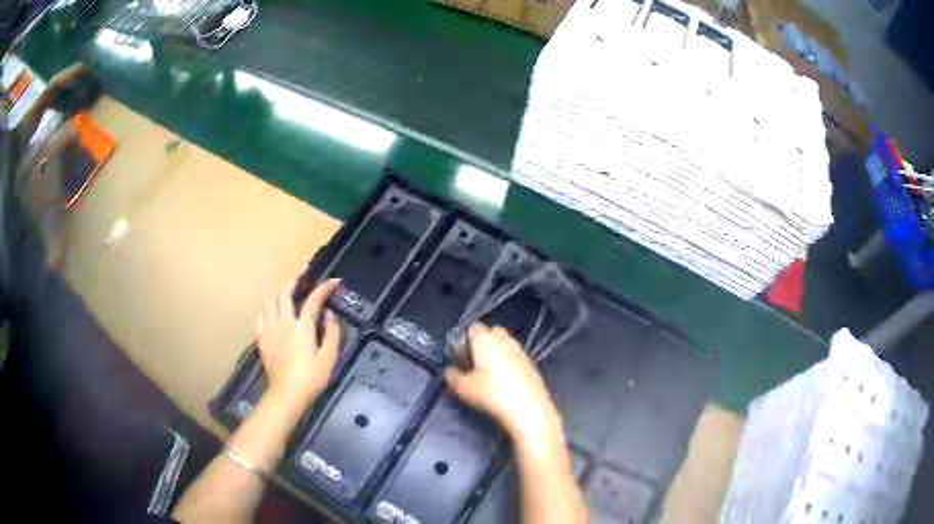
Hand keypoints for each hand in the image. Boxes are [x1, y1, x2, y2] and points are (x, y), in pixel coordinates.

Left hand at [257, 278, 341, 404]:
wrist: (286, 394)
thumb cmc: (311, 378)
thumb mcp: (329, 359)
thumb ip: (332, 335)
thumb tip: (330, 316)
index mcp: (302, 327)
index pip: (314, 300)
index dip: (324, 288)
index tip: (334, 281)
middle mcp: (284, 322)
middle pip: (285, 294)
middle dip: (294, 283)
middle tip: (302, 281)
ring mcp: (270, 329)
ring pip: (270, 301)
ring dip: (279, 294)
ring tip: (285, 295)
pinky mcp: (261, 338)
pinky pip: (260, 315)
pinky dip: (267, 307)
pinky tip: (271, 310)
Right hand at [444, 324, 560, 440]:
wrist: (528, 408)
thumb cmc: (492, 394)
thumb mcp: (463, 388)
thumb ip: (452, 376)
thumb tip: (449, 370)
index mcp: (486, 339)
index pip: (473, 328)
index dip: (464, 340)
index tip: (460, 356)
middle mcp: (504, 340)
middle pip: (492, 332)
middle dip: (483, 343)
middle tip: (474, 363)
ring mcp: (521, 351)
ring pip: (505, 344)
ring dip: (497, 353)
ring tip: (489, 374)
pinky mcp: (532, 364)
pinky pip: (515, 357)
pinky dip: (509, 364)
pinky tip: (505, 382)